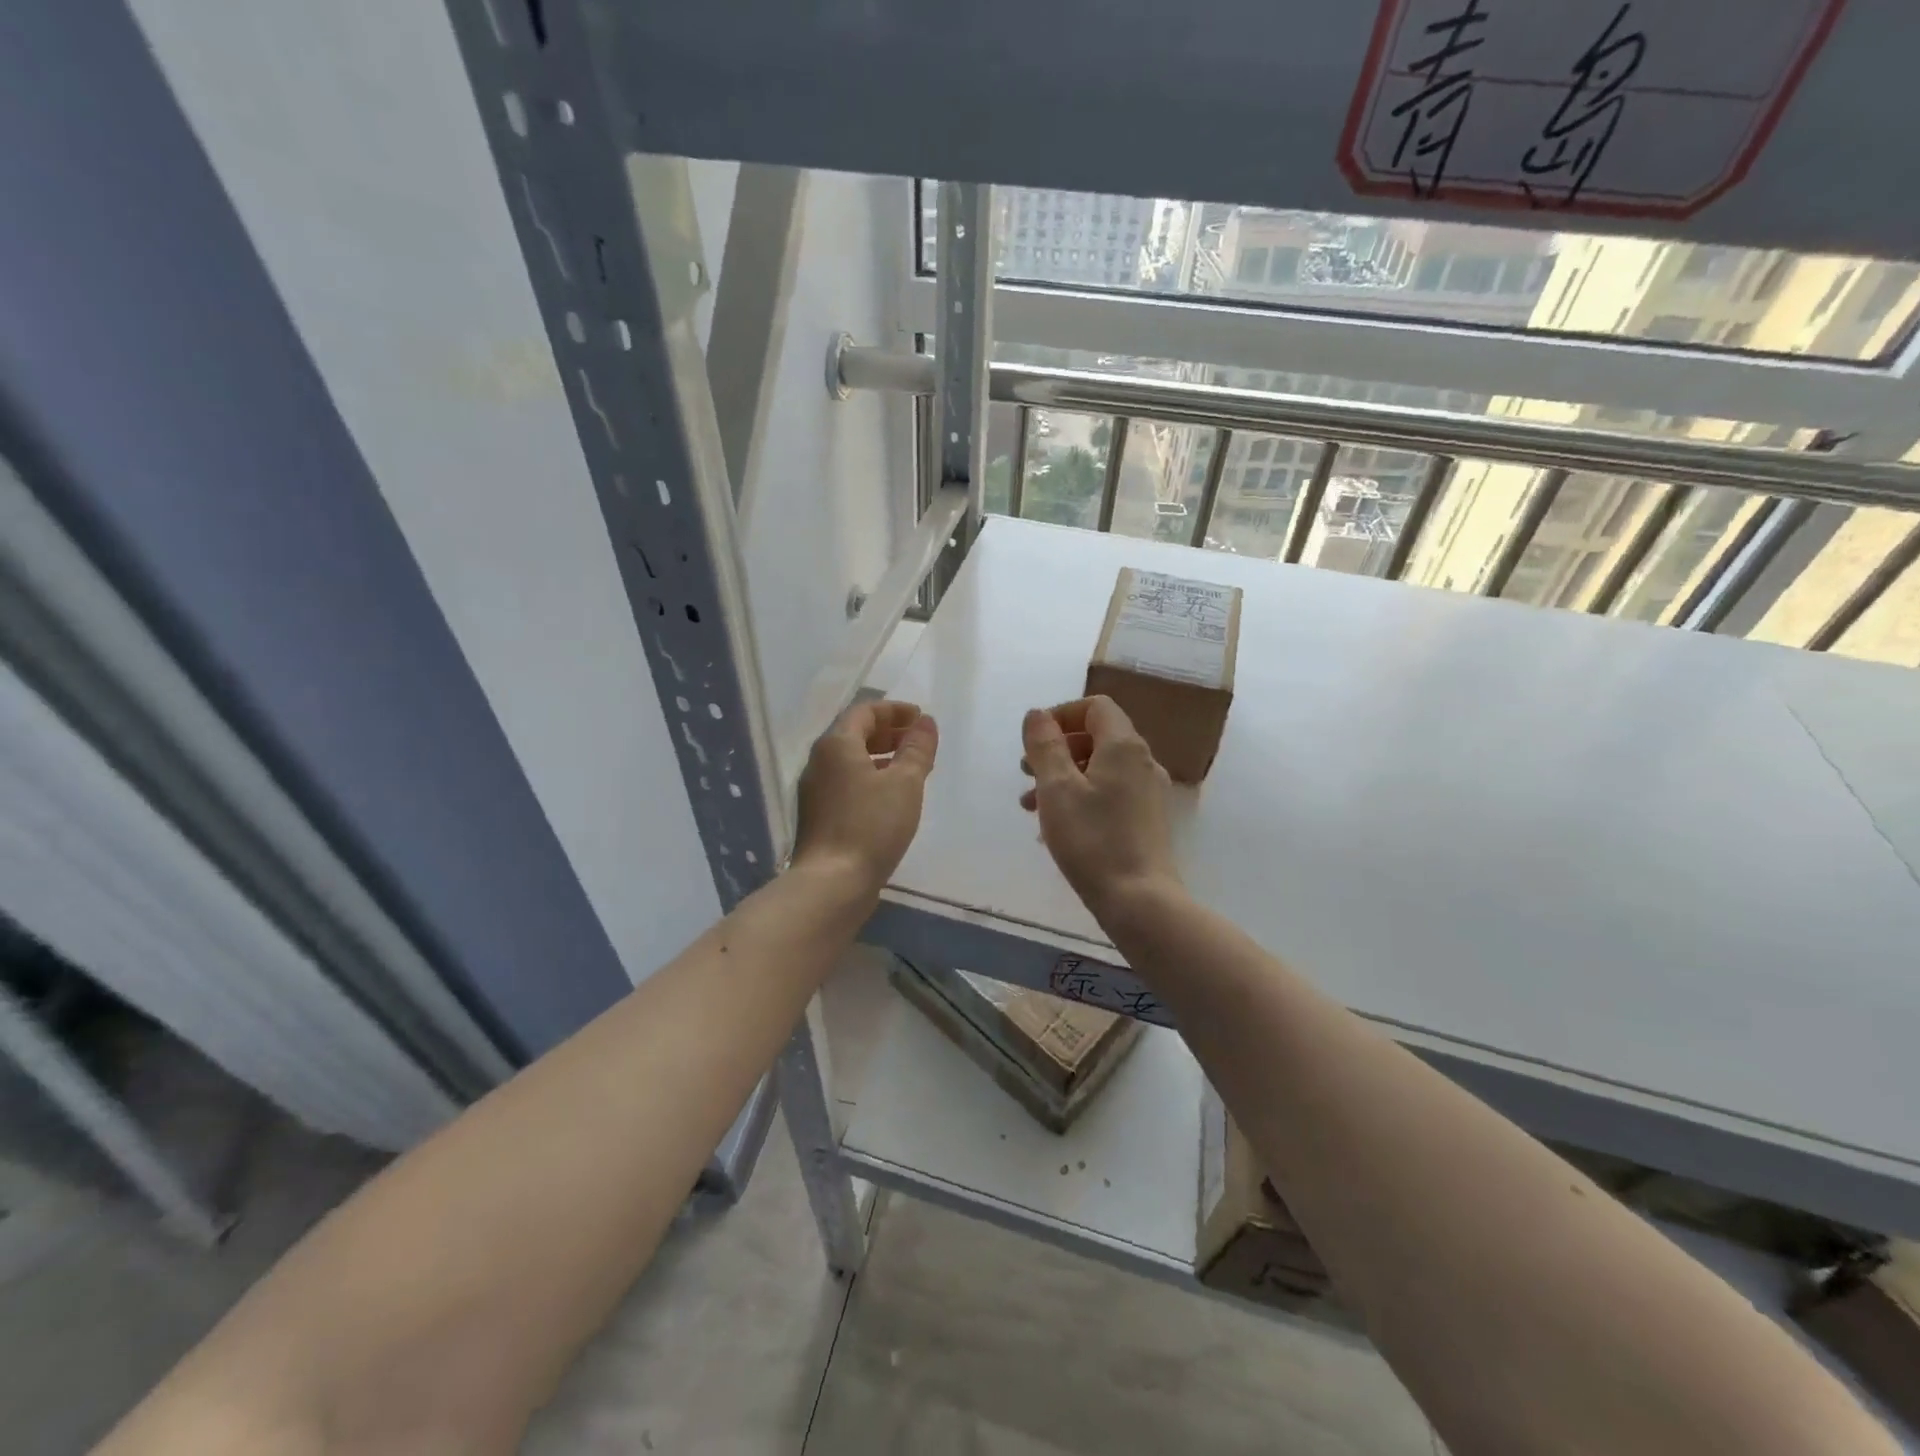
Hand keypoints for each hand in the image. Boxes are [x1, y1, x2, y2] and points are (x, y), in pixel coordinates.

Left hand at [794, 699, 938, 894]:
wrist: (831, 883)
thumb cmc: (871, 825)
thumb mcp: (905, 783)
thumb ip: (917, 749)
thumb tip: (925, 723)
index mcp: (836, 745)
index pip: (864, 712)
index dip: (894, 710)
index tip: (920, 718)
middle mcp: (819, 762)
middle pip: (854, 734)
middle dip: (888, 733)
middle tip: (917, 741)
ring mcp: (815, 791)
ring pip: (850, 761)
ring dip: (880, 757)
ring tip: (910, 768)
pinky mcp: (818, 816)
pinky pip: (846, 784)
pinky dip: (870, 779)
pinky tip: (890, 798)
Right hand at [1020, 696, 1179, 919]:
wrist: (1139, 900)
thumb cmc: (1092, 839)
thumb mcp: (1056, 788)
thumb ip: (1044, 745)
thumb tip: (1037, 714)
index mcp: (1124, 746)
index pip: (1095, 707)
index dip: (1061, 715)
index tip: (1034, 740)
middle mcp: (1143, 761)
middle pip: (1097, 737)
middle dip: (1057, 749)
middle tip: (1026, 772)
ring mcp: (1148, 792)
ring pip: (1100, 768)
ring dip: (1063, 776)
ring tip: (1031, 805)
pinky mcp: (1146, 819)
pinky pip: (1109, 793)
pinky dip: (1081, 797)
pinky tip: (1057, 826)